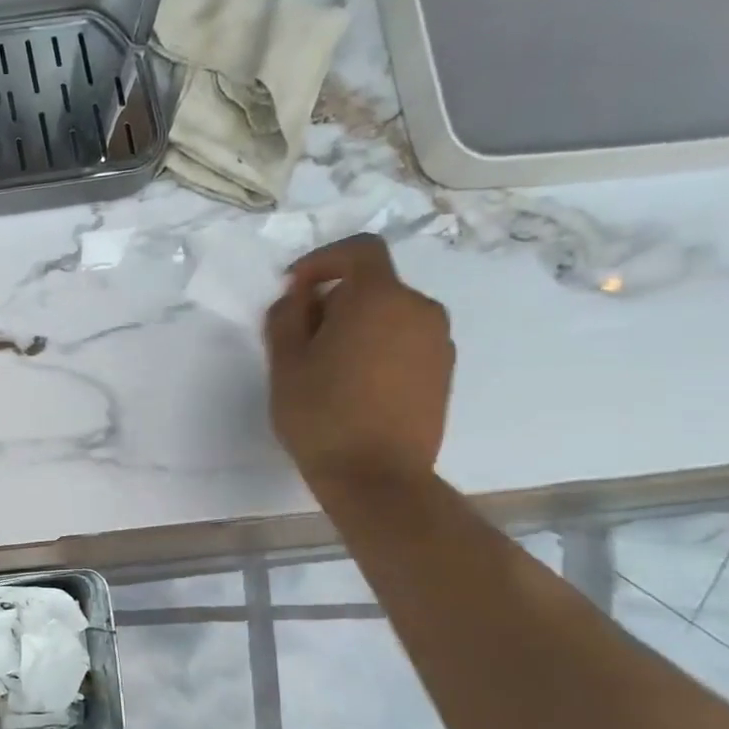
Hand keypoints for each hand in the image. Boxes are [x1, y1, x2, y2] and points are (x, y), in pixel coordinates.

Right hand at [264, 233, 454, 490]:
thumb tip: (298, 297)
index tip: (295, 289)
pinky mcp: (443, 372)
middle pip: (374, 285)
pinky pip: (406, 341)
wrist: (378, 478)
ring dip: (359, 325)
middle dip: (336, 300)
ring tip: (328, 367)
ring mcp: (438, 341)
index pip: (359, 250)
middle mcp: (419, 309)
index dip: (323, 260)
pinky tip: (356, 385)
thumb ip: (286, 317)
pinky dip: (380, 347)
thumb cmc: (323, 416)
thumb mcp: (285, 364)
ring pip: (391, 314)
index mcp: (379, 298)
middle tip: (303, 337)